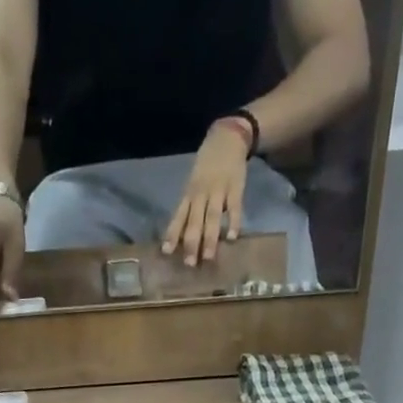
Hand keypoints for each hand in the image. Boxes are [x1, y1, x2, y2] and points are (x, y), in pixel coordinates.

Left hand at [163, 121, 251, 265]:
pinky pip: (234, 207)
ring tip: (209, 257)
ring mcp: (218, 190)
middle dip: (191, 242)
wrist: (226, 138)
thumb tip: (182, 237)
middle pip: (194, 221)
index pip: (179, 217)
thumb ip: (189, 208)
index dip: (173, 234)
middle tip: (190, 264)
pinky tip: (232, 238)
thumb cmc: (206, 167)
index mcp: (189, 194)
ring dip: (210, 238)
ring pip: (212, 217)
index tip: (167, 252)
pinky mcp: (235, 188)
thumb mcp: (193, 184)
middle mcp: (201, 194)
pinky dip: (233, 222)